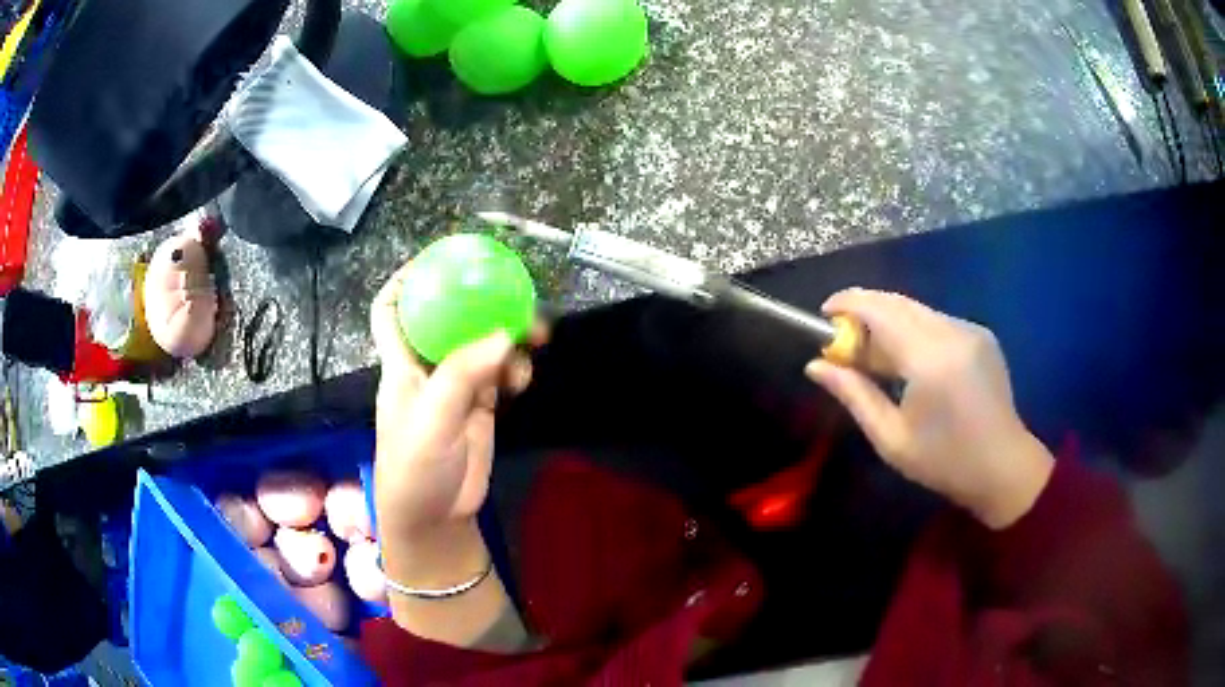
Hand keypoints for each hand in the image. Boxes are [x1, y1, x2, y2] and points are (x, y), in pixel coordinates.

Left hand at [369, 261, 538, 571]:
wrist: (436, 518)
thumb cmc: (416, 469)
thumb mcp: (432, 422)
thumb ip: (462, 377)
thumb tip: (503, 335)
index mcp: (401, 364)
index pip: (391, 311)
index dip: (405, 281)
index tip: (435, 258)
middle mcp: (427, 368)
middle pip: (447, 318)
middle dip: (476, 301)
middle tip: (512, 290)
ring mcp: (456, 386)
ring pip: (481, 344)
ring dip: (507, 334)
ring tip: (535, 333)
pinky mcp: (481, 406)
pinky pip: (500, 373)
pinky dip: (515, 367)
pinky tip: (525, 376)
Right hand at [804, 289, 1053, 528]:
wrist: (1004, 467)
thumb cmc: (944, 462)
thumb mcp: (891, 439)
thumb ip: (854, 395)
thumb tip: (816, 366)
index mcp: (929, 359)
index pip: (881, 311)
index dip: (849, 303)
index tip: (825, 314)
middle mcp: (952, 332)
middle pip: (898, 302)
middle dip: (865, 311)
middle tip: (845, 340)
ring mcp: (970, 330)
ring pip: (918, 309)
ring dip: (890, 321)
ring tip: (875, 356)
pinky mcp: (981, 335)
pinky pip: (937, 320)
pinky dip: (914, 330)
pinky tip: (910, 361)